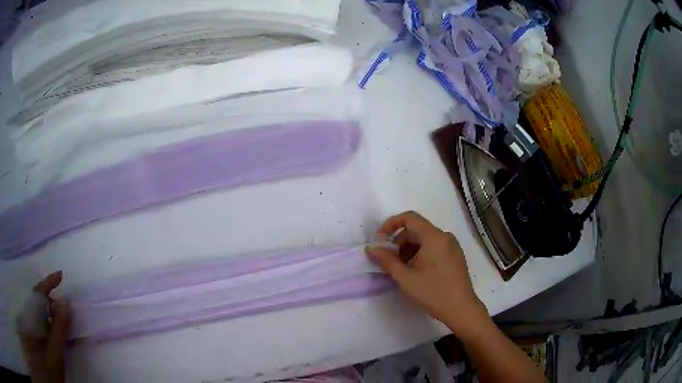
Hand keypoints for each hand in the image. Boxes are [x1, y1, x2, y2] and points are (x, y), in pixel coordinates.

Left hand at [18, 271, 70, 382]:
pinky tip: (52, 329)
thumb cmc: (52, 373)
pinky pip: (36, 319)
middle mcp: (26, 316)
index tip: (61, 275)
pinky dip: (45, 321)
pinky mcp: (31, 331)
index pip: (36, 295)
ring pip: (37, 311)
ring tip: (60, 322)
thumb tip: (66, 303)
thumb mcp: (55, 356)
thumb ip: (59, 331)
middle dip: (50, 304)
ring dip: (49, 313)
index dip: (48, 284)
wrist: (51, 380)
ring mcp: (28, 324)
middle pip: (36, 302)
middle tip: (65, 312)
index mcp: (29, 319)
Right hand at [366, 211, 489, 340]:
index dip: (391, 224)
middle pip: (417, 229)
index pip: (410, 218)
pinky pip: (434, 247)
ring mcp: (452, 246)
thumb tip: (371, 248)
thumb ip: (387, 261)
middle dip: (399, 241)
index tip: (380, 239)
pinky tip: (416, 271)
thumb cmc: (433, 292)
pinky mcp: (455, 256)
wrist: (461, 309)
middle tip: (389, 260)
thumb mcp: (406, 278)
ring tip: (401, 269)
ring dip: (409, 249)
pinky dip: (421, 253)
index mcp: (434, 237)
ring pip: (425, 239)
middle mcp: (445, 237)